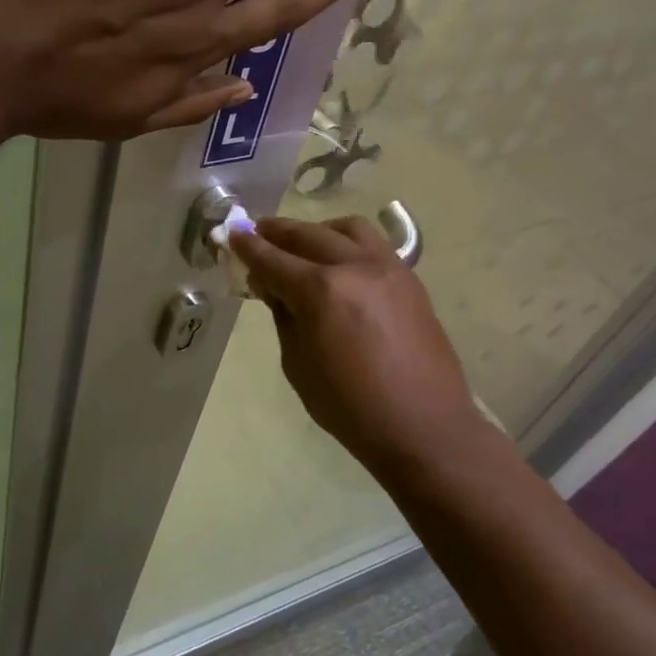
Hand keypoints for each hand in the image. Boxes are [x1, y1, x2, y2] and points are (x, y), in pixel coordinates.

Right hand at [231, 216, 500, 477]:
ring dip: (317, 230)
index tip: (232, 233)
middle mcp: (355, 267)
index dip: (248, 246)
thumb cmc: (350, 407)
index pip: (273, 259)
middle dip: (277, 232)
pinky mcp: (410, 279)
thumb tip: (273, 287)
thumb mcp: (298, 364)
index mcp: (321, 291)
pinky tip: (339, 261)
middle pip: (308, 235)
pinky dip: (348, 243)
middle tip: (257, 232)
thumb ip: (284, 316)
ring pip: (347, 229)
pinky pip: (374, 244)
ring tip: (302, 244)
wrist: (423, 426)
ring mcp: (388, 268)